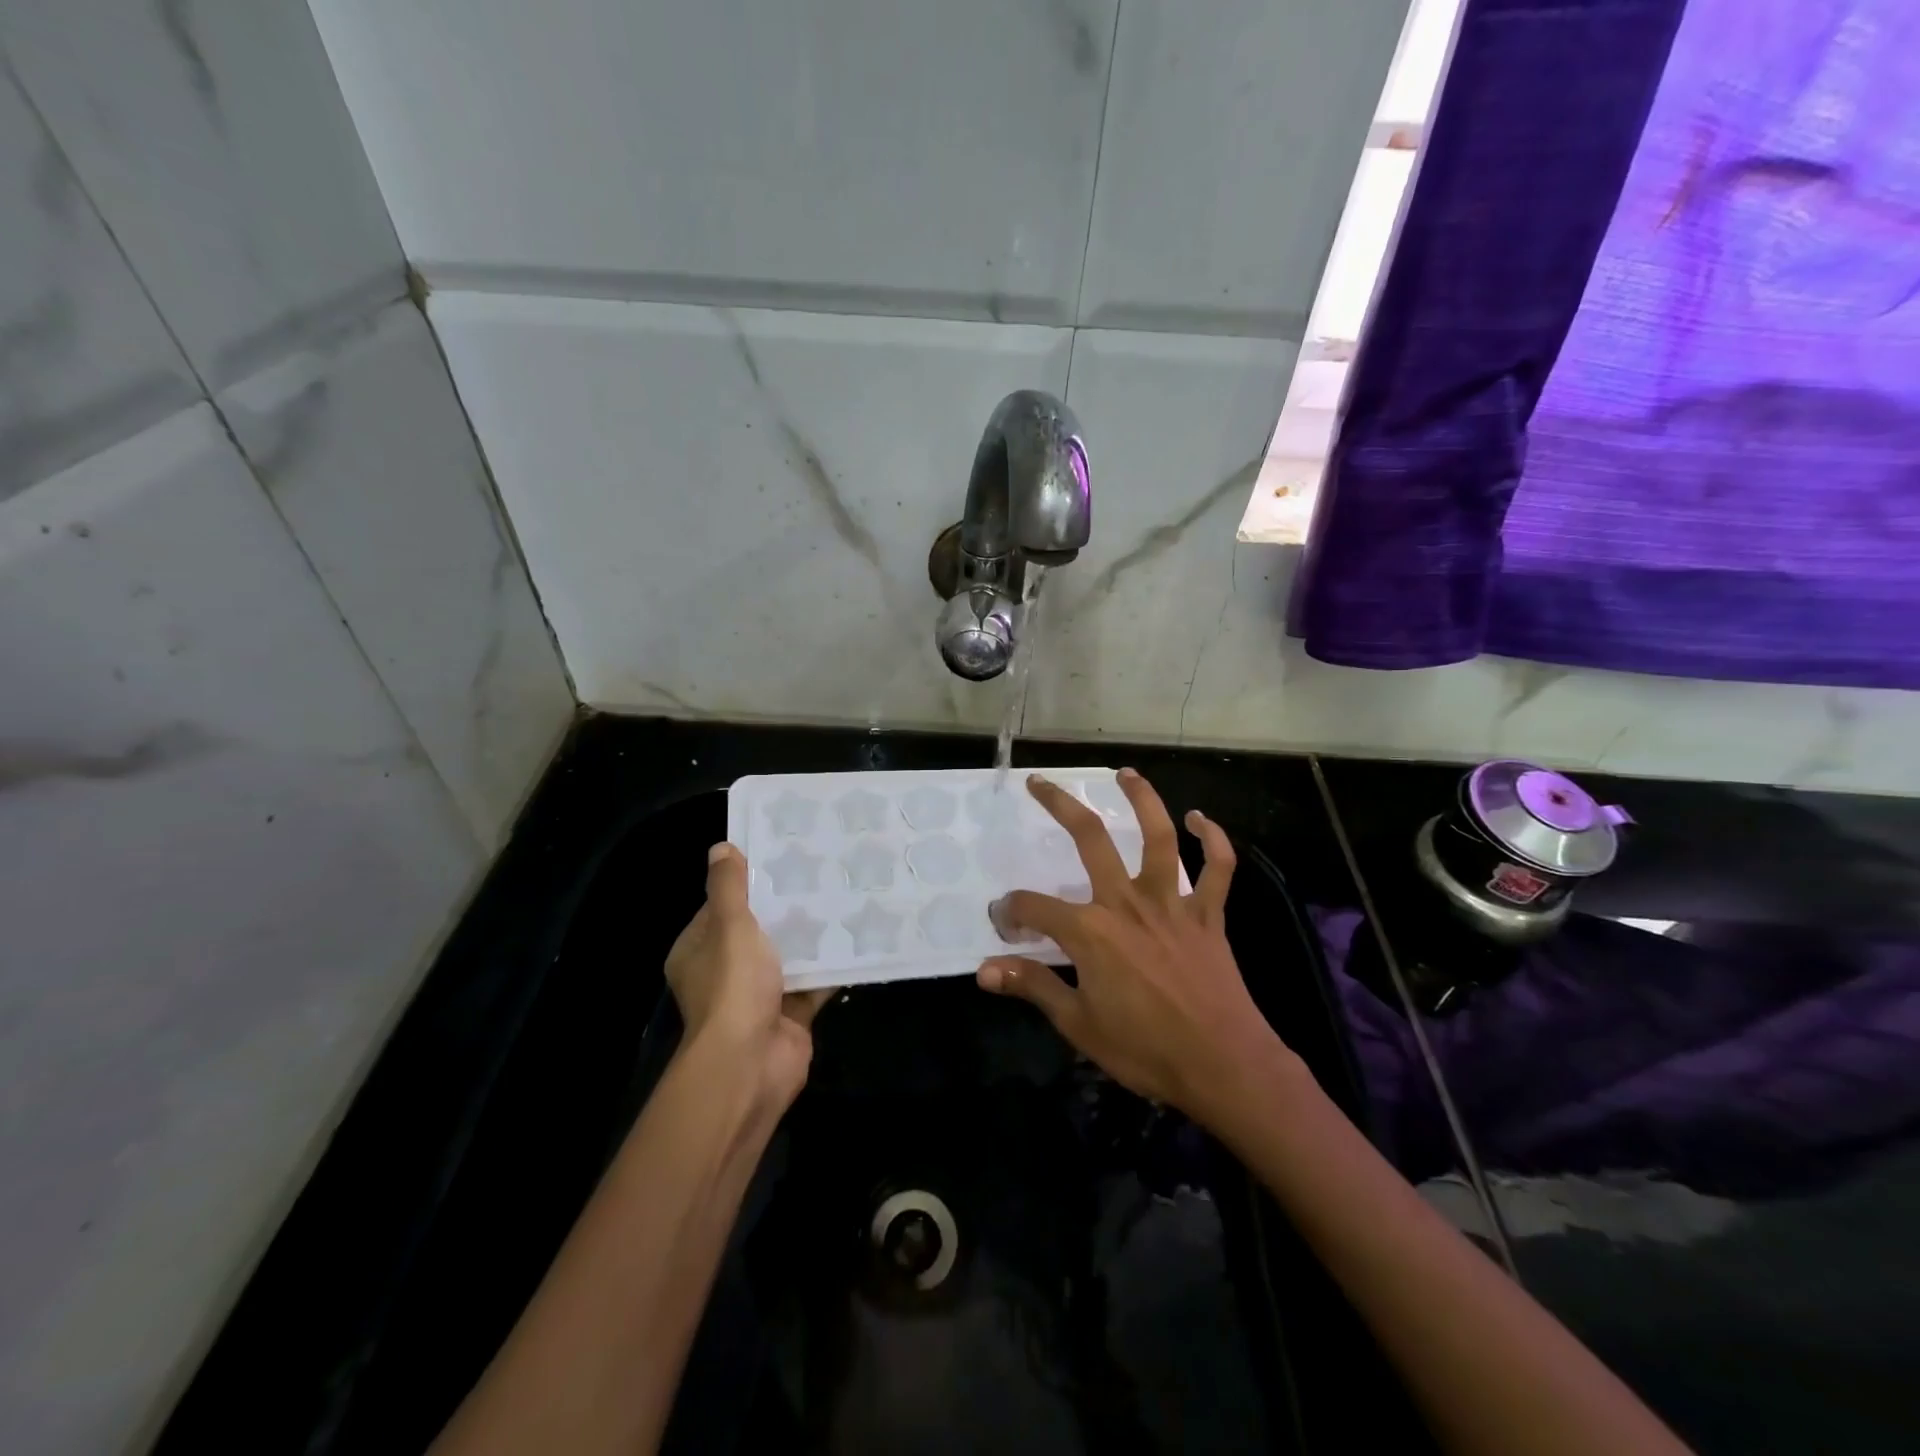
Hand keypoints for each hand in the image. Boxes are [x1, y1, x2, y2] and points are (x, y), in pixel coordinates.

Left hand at [665, 843, 830, 1110]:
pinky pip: (813, 982)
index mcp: (699, 951)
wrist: (750, 1063)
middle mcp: (725, 973)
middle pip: (758, 931)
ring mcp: (759, 996)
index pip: (721, 907)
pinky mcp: (790, 1014)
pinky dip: (831, 965)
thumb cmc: (733, 987)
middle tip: (820, 871)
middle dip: (786, 907)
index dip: (746, 883)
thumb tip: (721, 849)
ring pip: (788, 956)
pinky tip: (858, 936)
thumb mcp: (730, 926)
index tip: (779, 858)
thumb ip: (729, 888)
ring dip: (811, 935)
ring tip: (843, 895)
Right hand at [978, 770, 1291, 1120]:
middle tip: (1039, 783)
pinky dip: (1213, 840)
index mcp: (1090, 931)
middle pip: (1090, 839)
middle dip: (1060, 805)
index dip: (1011, 912)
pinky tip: (1200, 818)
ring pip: (1158, 837)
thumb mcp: (1078, 1024)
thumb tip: (983, 970)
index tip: (1003, 924)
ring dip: (1142, 800)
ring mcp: (1171, 903)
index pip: (1034, 907)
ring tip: (1125, 774)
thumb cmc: (1146, 1049)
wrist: (1224, 1066)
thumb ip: (1032, 987)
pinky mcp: (1207, 914)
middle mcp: (1127, 903)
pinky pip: (1216, 869)